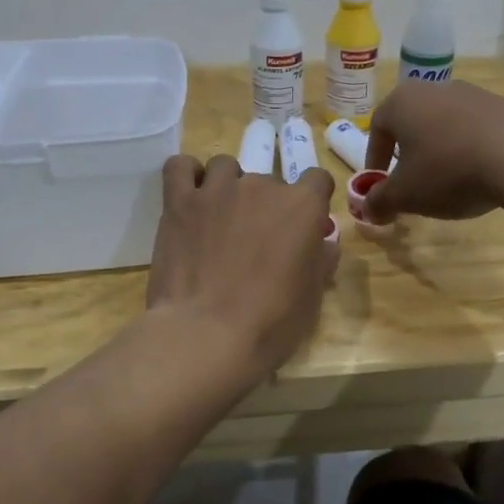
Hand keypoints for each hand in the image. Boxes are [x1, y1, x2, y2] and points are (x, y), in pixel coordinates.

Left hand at [146, 154, 337, 377]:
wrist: (207, 336)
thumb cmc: (270, 323)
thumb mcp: (311, 298)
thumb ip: (320, 261)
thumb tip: (324, 244)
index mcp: (302, 206)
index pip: (316, 179)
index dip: (311, 201)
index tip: (303, 226)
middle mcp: (261, 186)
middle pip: (268, 180)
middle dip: (265, 206)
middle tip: (255, 240)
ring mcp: (217, 190)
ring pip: (225, 167)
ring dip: (227, 187)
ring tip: (220, 219)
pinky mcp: (179, 202)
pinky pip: (180, 167)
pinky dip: (187, 176)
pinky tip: (190, 198)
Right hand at [361, 79, 503, 224]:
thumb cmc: (448, 171)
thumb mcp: (405, 196)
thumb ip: (380, 201)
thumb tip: (367, 209)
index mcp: (402, 102)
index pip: (377, 128)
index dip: (375, 159)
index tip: (380, 184)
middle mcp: (434, 89)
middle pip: (412, 122)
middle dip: (408, 154)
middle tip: (412, 183)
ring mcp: (473, 94)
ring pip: (445, 125)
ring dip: (441, 151)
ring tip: (449, 182)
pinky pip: (476, 130)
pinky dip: (471, 150)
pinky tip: (481, 175)